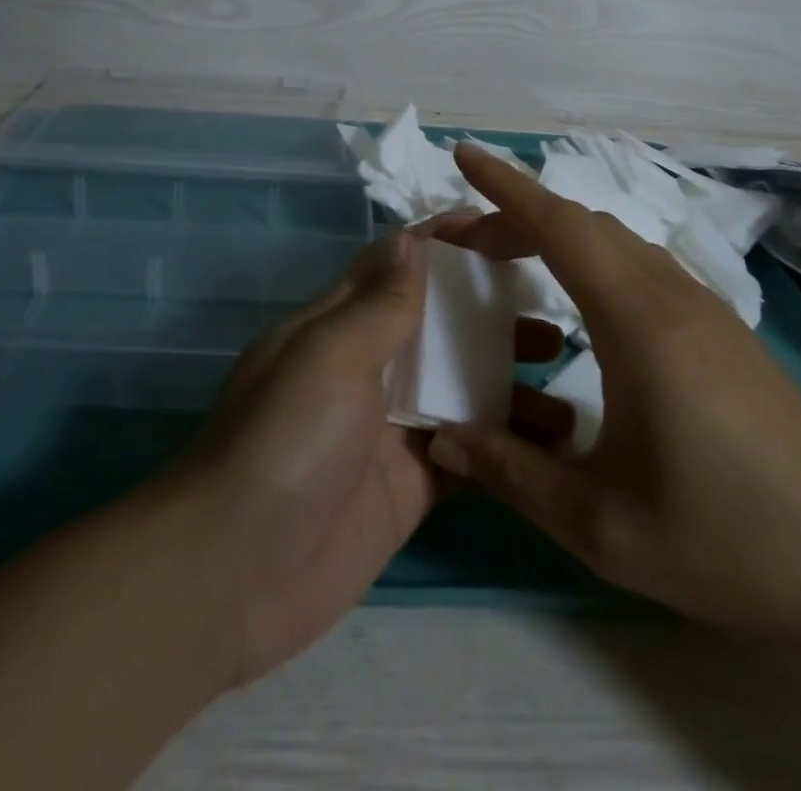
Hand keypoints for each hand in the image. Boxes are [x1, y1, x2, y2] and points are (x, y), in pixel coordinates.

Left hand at [186, 231, 566, 687]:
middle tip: (551, 307)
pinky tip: (554, 439)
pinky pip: (468, 450)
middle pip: (438, 324)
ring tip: (563, 369)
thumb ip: (380, 302)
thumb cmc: (286, 439)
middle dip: (489, 310)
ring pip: (460, 385)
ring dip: (507, 375)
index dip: (445, 243)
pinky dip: (505, 442)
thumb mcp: (331, 355)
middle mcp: (368, 366)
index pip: (397, 265)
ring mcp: (391, 427)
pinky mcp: (411, 483)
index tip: (505, 228)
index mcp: (341, 323)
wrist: (237, 572)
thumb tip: (411, 238)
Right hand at [424, 143, 800, 659]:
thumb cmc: (732, 541)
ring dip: (555, 236)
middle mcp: (671, 296)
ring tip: (508, 264)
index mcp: (639, 323)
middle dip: (514, 217)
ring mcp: (703, 309)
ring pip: (615, 242)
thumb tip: (441, 438)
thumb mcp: (604, 525)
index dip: (505, 185)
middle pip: (581, 225)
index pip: (559, 226)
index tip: (463, 156)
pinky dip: (590, 260)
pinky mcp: (722, 330)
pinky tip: (577, 310)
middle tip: (462, 241)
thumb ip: (513, 475)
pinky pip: (640, 267)